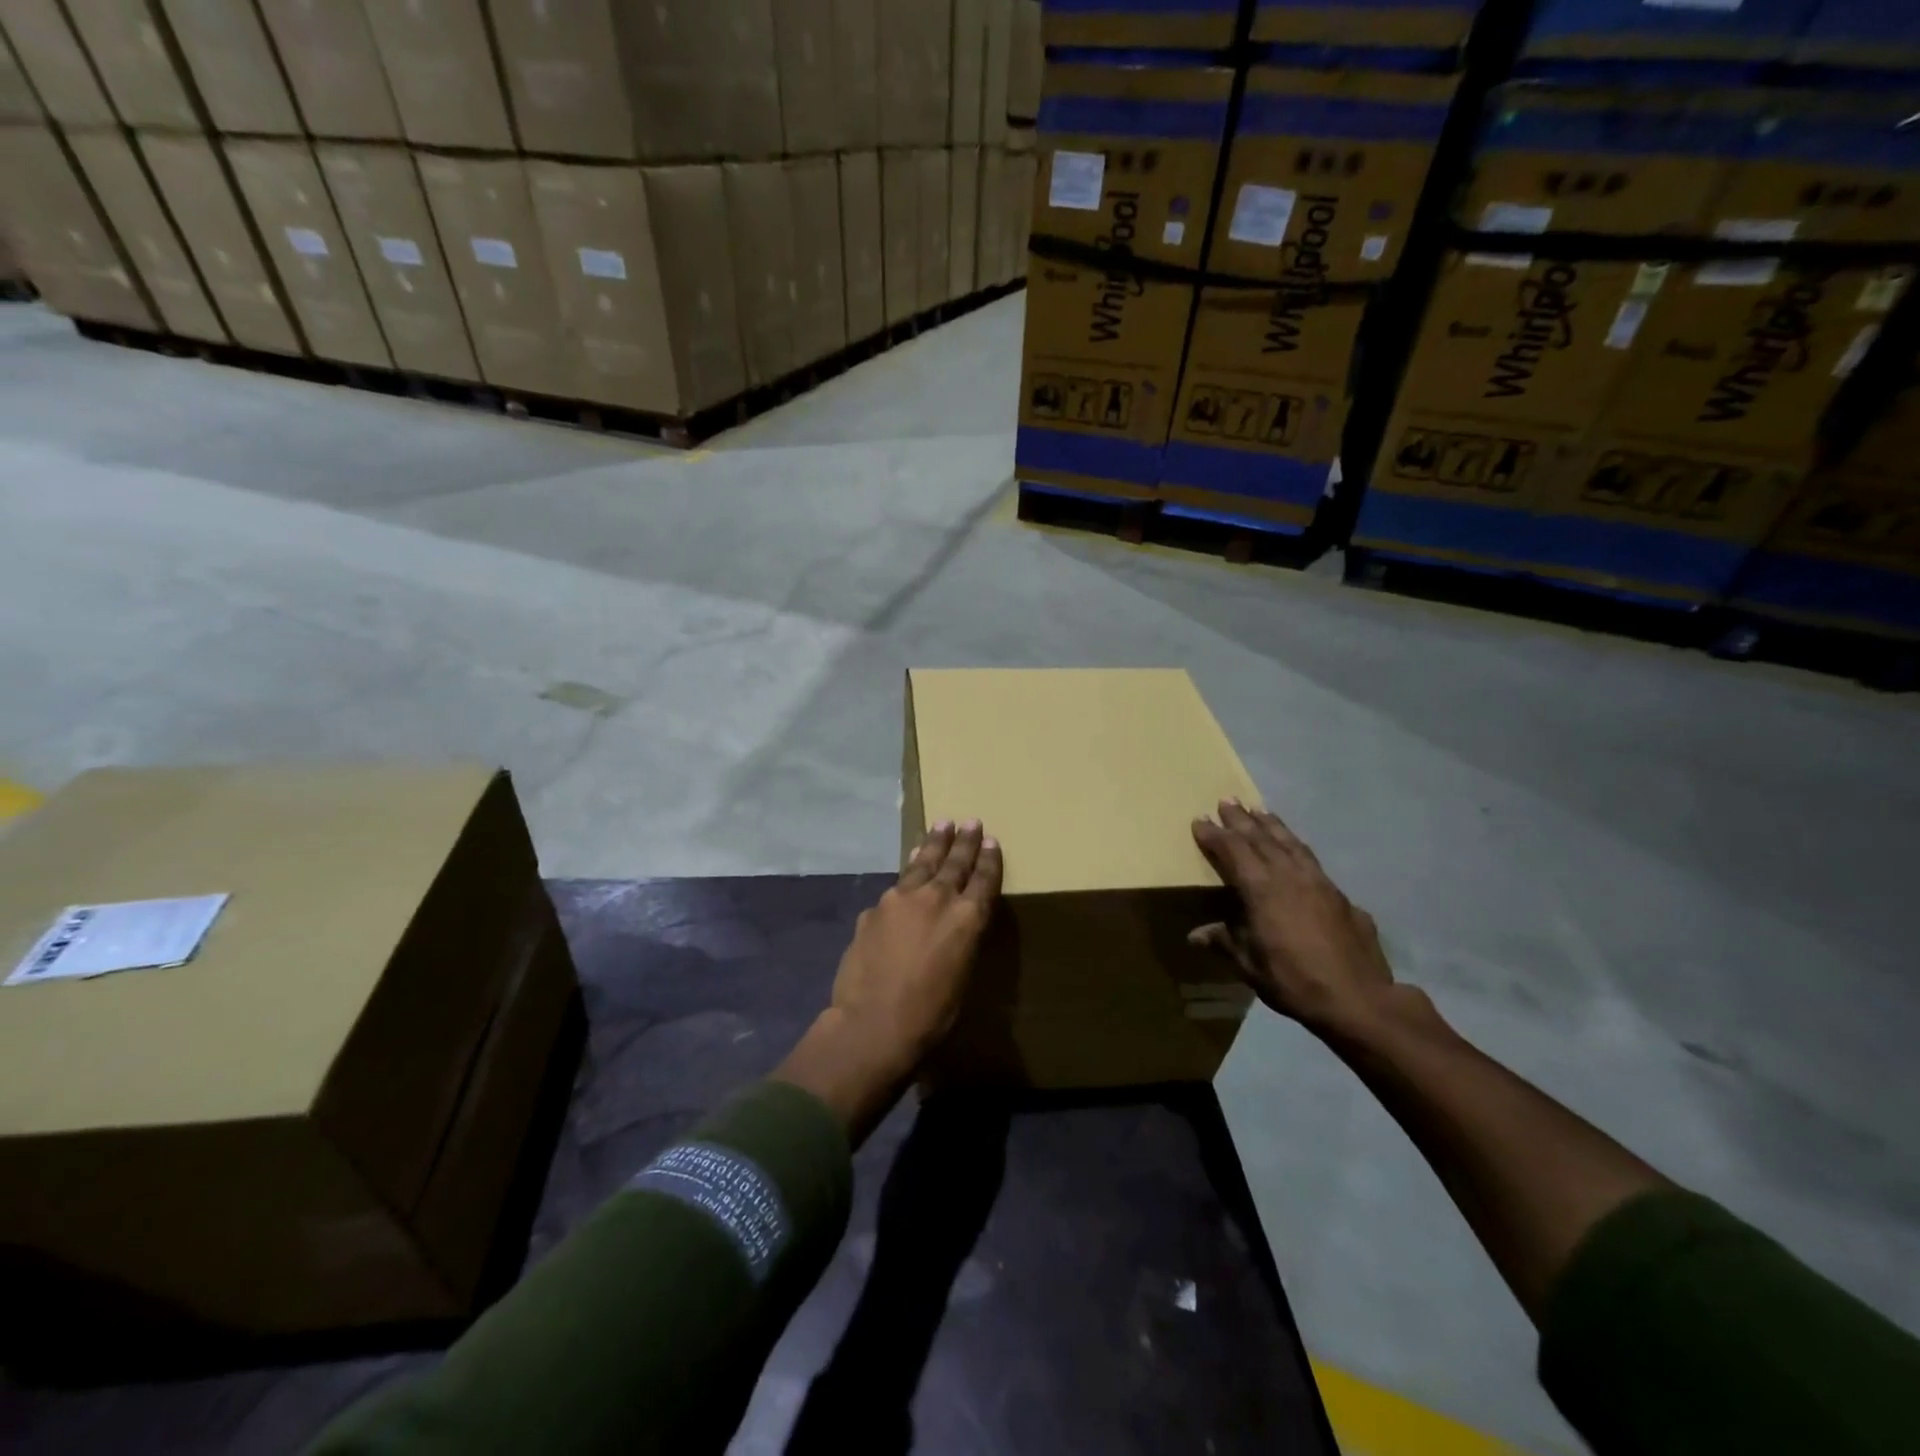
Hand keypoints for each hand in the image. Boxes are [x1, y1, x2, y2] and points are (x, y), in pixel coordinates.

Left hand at [775, 821, 1002, 1143]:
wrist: (872, 1023)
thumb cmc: (930, 1014)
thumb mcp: (962, 977)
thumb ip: (960, 940)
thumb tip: (954, 924)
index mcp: (966, 918)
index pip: (983, 879)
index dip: (989, 859)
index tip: (991, 840)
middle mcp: (936, 898)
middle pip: (954, 862)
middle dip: (964, 841)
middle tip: (970, 822)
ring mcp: (901, 899)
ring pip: (922, 864)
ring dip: (933, 844)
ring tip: (941, 826)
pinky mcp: (874, 909)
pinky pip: (896, 885)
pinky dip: (907, 873)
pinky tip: (908, 870)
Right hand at [1190, 800, 1394, 1034]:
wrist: (1359, 999)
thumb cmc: (1294, 981)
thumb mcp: (1250, 965)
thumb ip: (1225, 942)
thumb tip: (1195, 934)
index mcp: (1261, 889)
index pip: (1233, 851)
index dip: (1214, 835)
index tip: (1200, 820)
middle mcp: (1289, 875)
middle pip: (1260, 838)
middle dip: (1241, 819)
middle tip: (1227, 800)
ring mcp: (1318, 882)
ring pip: (1290, 843)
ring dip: (1272, 825)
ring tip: (1259, 809)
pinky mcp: (1339, 894)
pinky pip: (1310, 858)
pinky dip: (1295, 845)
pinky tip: (1294, 846)